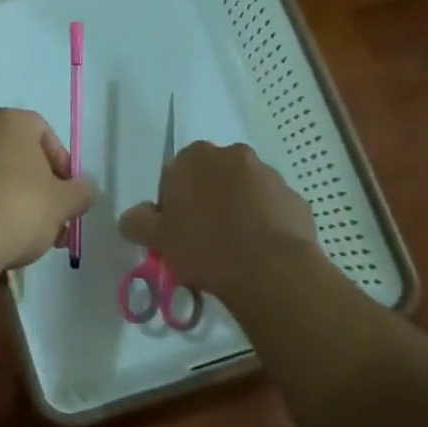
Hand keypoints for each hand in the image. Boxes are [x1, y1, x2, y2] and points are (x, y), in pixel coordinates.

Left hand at [0, 109, 95, 270]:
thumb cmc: (19, 208)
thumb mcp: (64, 203)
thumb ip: (81, 192)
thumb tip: (85, 189)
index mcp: (10, 121)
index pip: (45, 133)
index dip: (62, 165)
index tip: (68, 195)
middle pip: (18, 155)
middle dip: (38, 186)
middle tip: (51, 219)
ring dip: (13, 198)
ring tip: (26, 235)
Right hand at [118, 141, 330, 298]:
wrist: (271, 271)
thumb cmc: (205, 247)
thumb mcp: (157, 239)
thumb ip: (137, 222)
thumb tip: (132, 217)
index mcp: (195, 157)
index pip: (176, 172)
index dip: (174, 202)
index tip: (177, 229)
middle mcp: (233, 155)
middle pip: (213, 177)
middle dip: (208, 200)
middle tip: (204, 238)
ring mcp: (269, 175)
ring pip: (244, 191)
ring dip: (238, 210)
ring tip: (235, 249)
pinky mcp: (295, 199)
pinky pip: (272, 209)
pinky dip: (265, 223)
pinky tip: (259, 252)